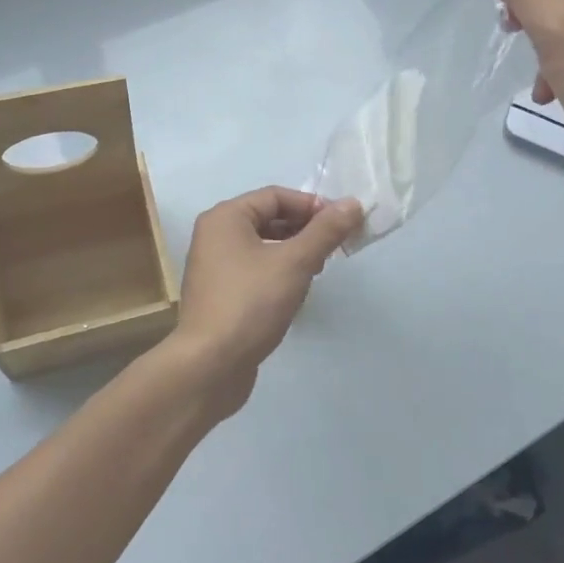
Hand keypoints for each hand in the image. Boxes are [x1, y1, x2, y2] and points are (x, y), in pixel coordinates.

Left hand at [161, 187, 363, 419]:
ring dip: (294, 251)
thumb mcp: (295, 262)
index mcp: (225, 218)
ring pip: (263, 246)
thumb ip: (325, 231)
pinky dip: (279, 272)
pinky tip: (297, 291)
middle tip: (335, 246)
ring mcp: (214, 267)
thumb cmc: (251, 303)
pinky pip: (255, 269)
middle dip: (305, 229)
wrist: (210, 366)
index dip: (312, 205)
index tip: (343, 223)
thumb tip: (353, 203)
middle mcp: (215, 235)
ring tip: (319, 268)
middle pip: (269, 218)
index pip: (276, 196)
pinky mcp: (220, 294)